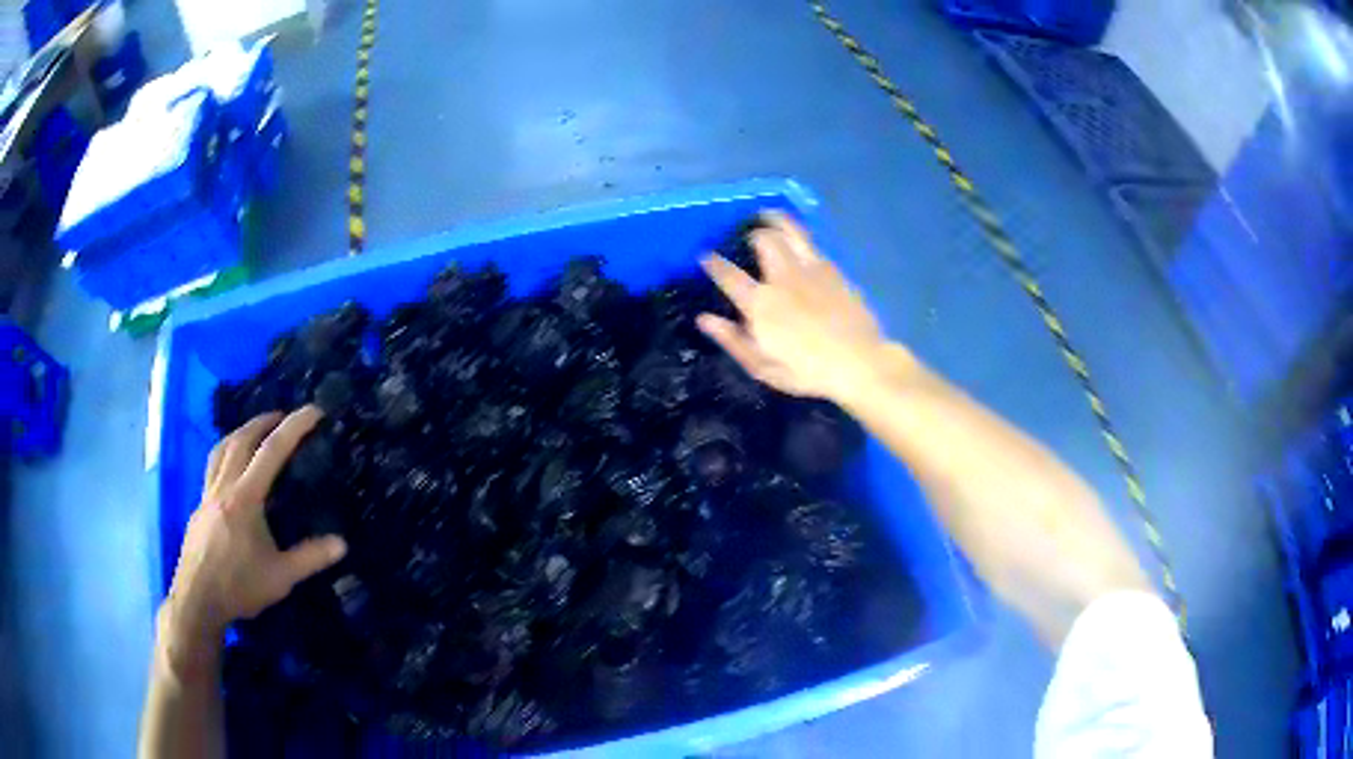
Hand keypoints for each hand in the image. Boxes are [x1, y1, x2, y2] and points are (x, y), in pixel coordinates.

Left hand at [161, 406, 346, 663]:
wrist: (197, 599)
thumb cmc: (239, 586)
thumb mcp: (280, 577)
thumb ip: (310, 558)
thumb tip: (342, 544)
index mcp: (245, 498)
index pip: (271, 452)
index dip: (294, 427)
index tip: (313, 411)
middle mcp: (224, 487)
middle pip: (240, 439)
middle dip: (262, 421)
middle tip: (281, 416)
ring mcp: (207, 495)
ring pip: (220, 450)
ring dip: (239, 433)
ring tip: (253, 432)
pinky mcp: (199, 507)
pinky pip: (212, 468)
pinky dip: (225, 455)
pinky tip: (231, 472)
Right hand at [698, 212, 898, 400]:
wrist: (859, 363)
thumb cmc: (806, 371)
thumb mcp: (762, 366)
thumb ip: (732, 339)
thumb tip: (704, 319)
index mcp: (761, 303)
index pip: (729, 275)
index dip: (714, 263)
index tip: (705, 256)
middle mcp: (783, 278)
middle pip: (764, 241)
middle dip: (753, 233)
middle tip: (749, 235)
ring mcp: (811, 270)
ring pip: (791, 232)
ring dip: (777, 221)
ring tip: (770, 215)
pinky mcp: (834, 271)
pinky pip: (813, 246)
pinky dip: (802, 239)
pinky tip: (801, 243)